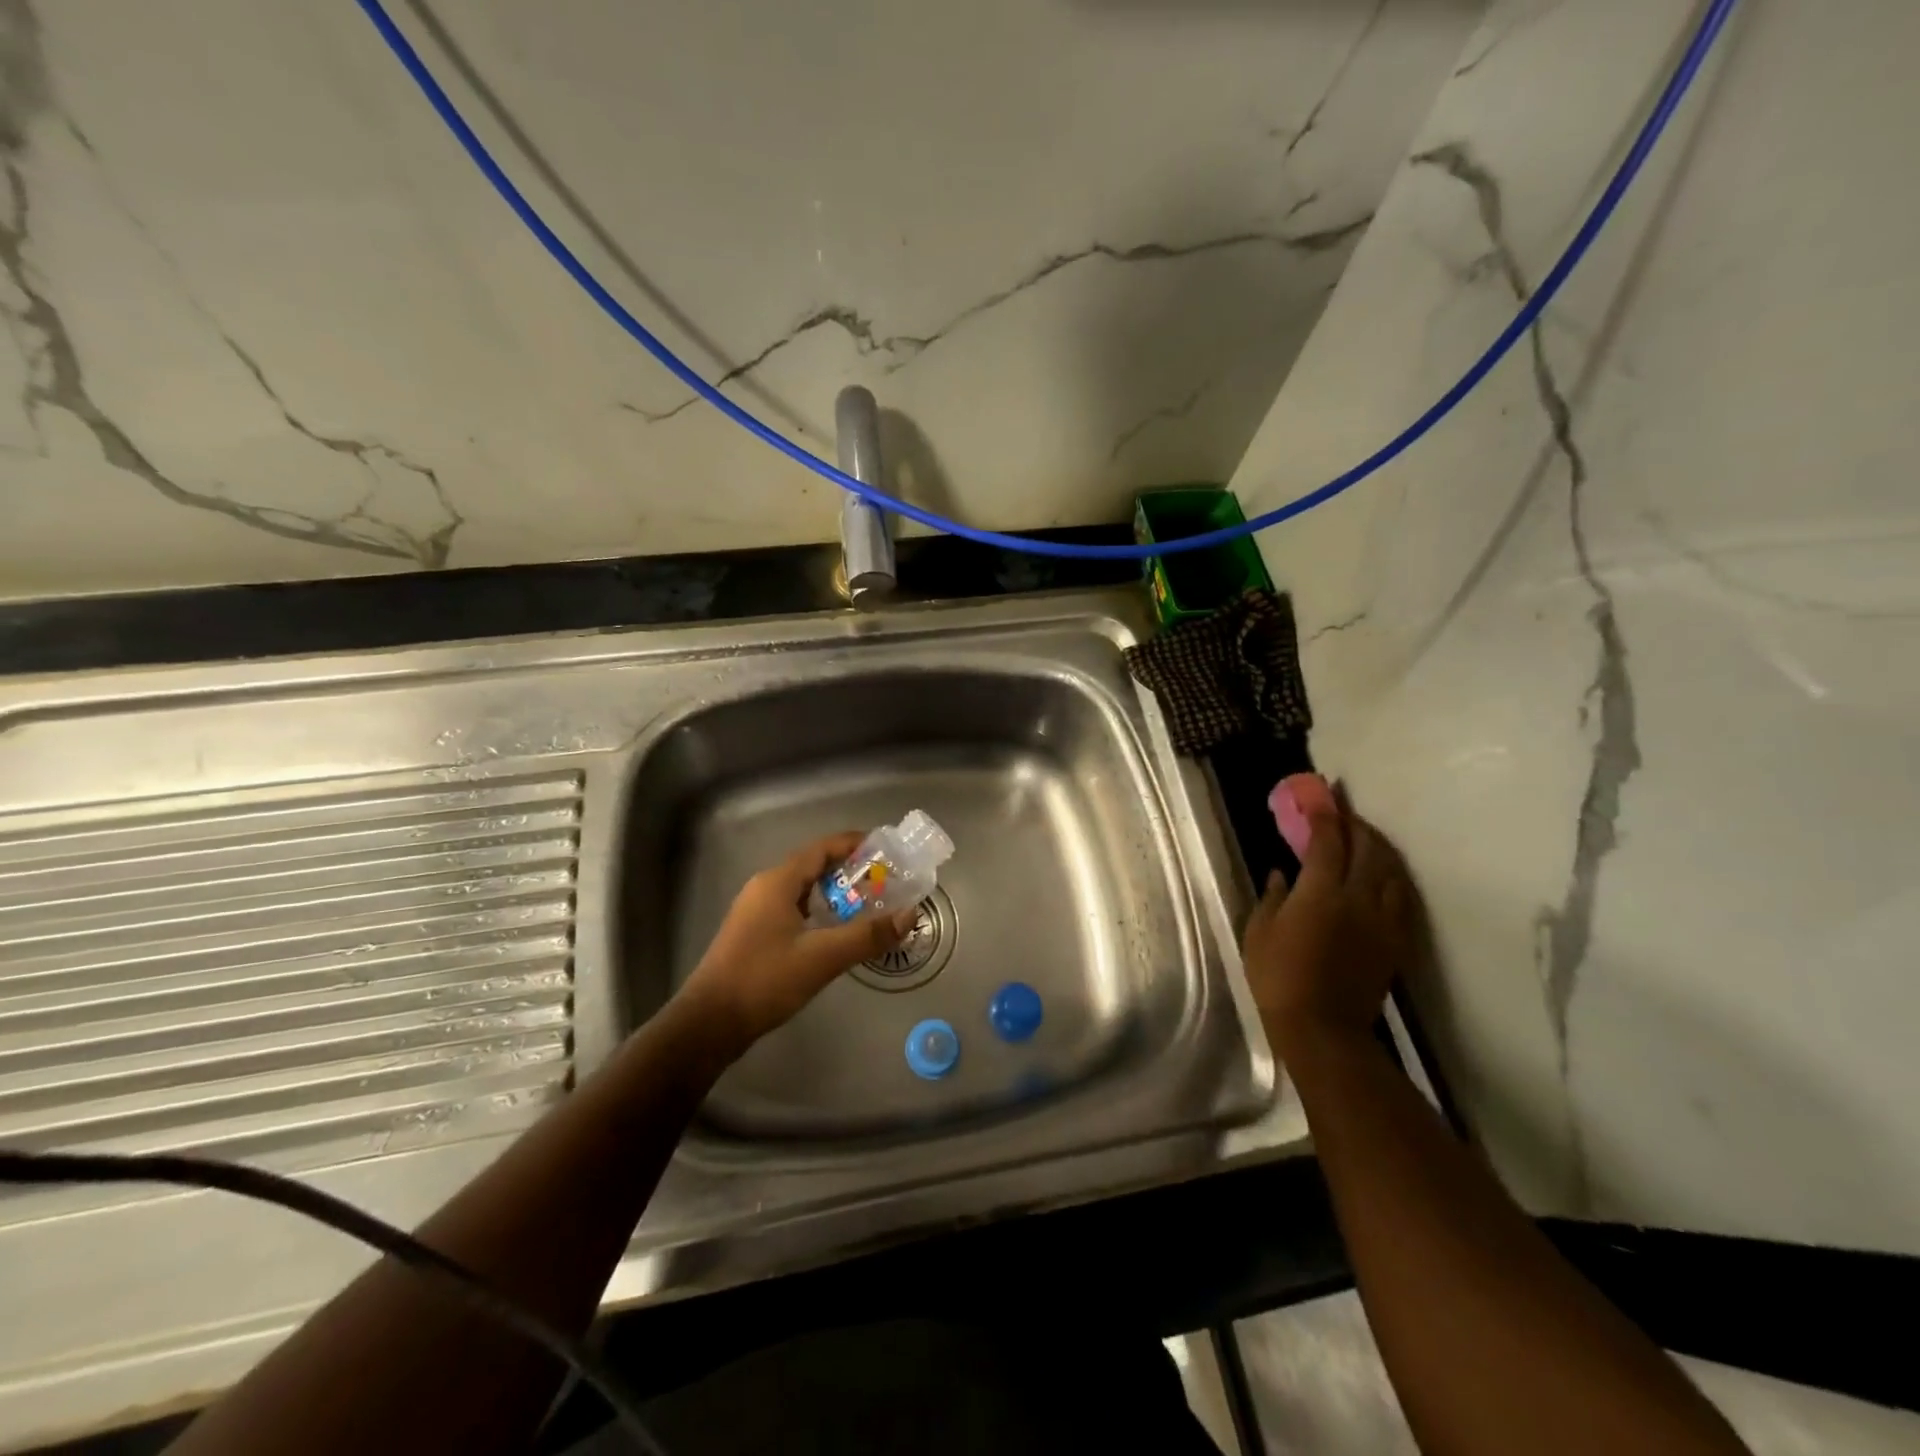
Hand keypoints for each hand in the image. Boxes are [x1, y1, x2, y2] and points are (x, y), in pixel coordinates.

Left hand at [678, 833, 917, 1052]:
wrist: (709, 1024)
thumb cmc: (764, 980)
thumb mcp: (822, 958)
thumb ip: (867, 935)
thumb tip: (910, 914)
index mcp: (777, 881)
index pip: (822, 848)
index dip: (855, 844)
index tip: (887, 850)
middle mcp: (765, 888)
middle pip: (813, 866)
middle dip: (850, 870)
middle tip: (886, 881)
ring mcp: (755, 912)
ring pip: (803, 890)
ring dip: (835, 893)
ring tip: (869, 904)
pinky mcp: (753, 934)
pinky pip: (793, 909)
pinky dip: (819, 912)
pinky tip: (836, 932)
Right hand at [1241, 786, 1420, 1056]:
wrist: (1323, 1028)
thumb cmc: (1278, 977)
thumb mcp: (1259, 933)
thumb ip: (1273, 897)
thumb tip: (1282, 872)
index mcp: (1320, 893)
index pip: (1327, 842)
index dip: (1325, 816)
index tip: (1321, 795)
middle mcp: (1358, 899)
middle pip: (1367, 849)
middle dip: (1355, 825)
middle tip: (1343, 811)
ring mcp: (1382, 920)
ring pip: (1391, 871)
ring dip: (1379, 848)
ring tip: (1366, 838)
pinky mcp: (1395, 942)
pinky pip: (1402, 898)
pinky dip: (1393, 877)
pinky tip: (1385, 875)